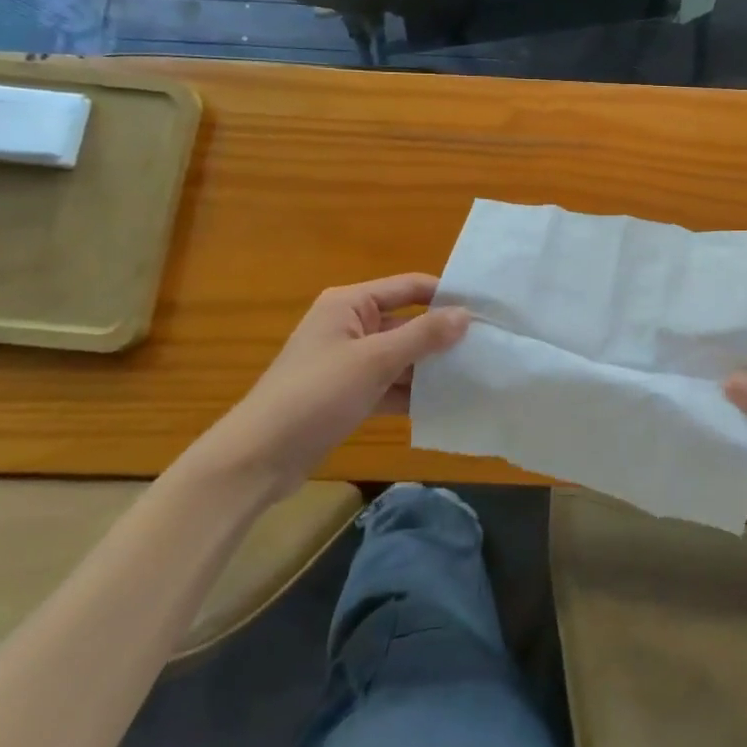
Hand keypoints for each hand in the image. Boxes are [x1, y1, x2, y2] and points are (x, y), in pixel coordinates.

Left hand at [185, 274, 469, 504]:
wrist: (258, 459)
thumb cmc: (315, 395)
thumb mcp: (375, 361)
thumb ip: (423, 336)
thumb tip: (467, 314)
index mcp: (350, 304)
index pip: (409, 287)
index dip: (445, 295)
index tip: (486, 309)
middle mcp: (351, 326)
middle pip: (408, 322)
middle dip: (443, 336)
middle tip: (488, 347)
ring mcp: (349, 362)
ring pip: (401, 356)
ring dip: (431, 367)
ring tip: (476, 375)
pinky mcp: (348, 394)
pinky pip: (390, 385)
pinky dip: (413, 393)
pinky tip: (446, 403)